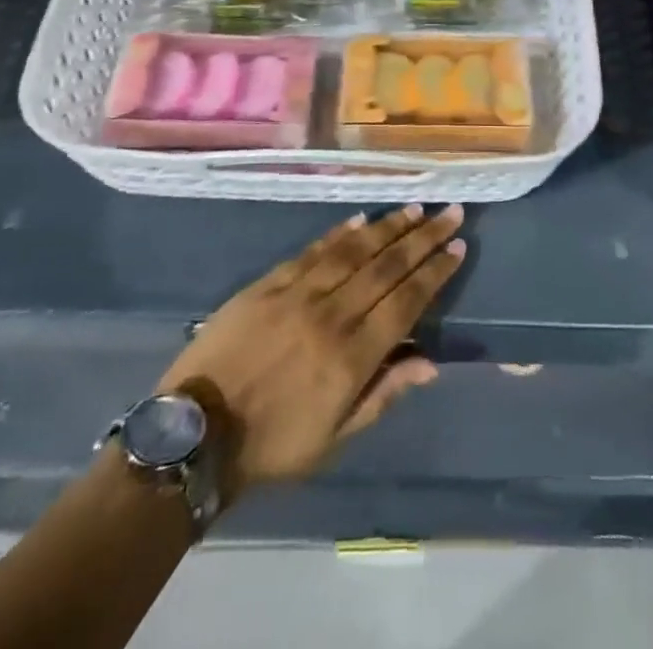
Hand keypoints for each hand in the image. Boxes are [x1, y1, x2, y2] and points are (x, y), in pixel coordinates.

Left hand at [156, 205, 465, 503]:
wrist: (195, 434)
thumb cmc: (272, 445)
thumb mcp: (334, 438)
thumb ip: (383, 395)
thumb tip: (430, 363)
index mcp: (352, 357)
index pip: (406, 302)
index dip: (434, 273)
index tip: (457, 248)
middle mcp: (332, 316)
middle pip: (387, 267)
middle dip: (423, 238)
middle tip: (450, 212)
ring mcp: (298, 295)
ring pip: (354, 251)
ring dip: (389, 227)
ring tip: (415, 208)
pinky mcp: (268, 284)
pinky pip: (312, 251)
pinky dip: (339, 234)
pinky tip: (361, 219)